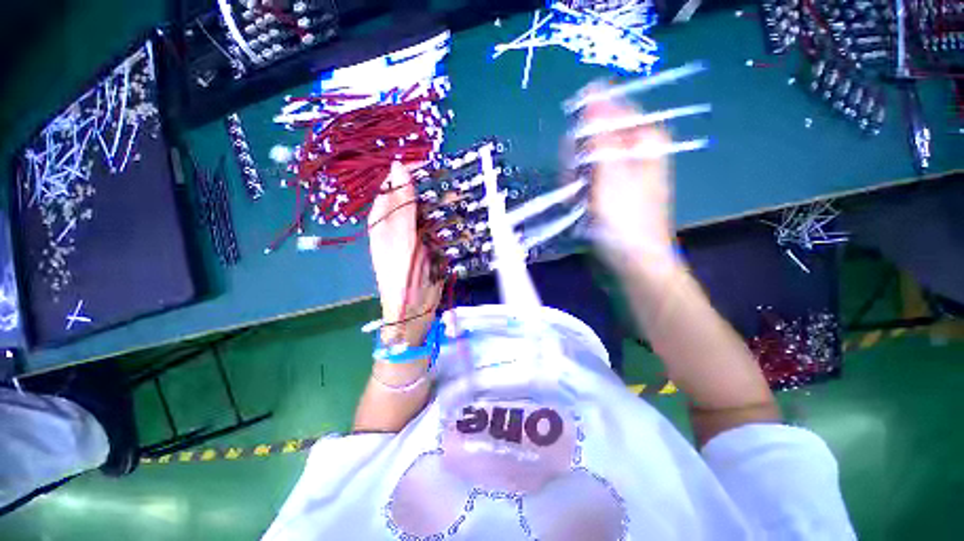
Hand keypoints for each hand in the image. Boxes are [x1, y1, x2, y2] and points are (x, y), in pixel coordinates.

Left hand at [368, 162, 442, 345]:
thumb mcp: (400, 235)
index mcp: (383, 218)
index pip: (392, 185)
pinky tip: (459, 215)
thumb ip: (402, 203)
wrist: (414, 306)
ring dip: (442, 204)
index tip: (430, 163)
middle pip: (413, 197)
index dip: (408, 172)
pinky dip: (448, 219)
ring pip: (429, 210)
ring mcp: (415, 234)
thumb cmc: (401, 271)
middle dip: (430, 188)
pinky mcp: (430, 244)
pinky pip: (439, 225)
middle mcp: (398, 223)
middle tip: (450, 180)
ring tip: (459, 196)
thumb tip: (400, 165)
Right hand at [582, 92, 678, 277]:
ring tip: (577, 201)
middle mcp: (630, 152)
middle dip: (576, 159)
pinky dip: (574, 193)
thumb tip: (593, 91)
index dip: (585, 127)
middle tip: (577, 182)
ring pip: (581, 161)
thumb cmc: (624, 219)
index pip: (607, 111)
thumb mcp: (611, 173)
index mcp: (641, 139)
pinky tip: (576, 207)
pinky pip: (580, 181)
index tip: (575, 152)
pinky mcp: (603, 192)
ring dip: (572, 180)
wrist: (630, 262)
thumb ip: (600, 134)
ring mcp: (615, 173)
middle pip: (590, 138)